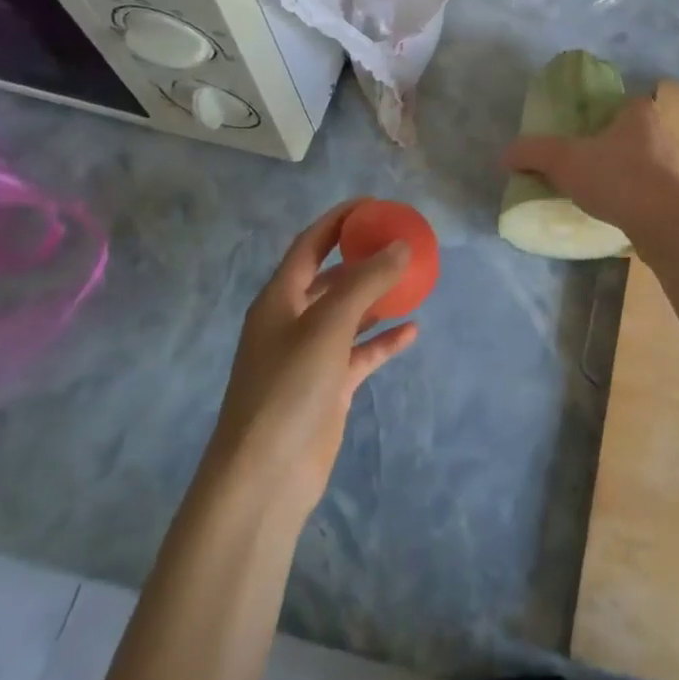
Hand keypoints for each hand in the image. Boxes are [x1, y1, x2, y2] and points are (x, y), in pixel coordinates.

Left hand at [205, 202, 418, 525]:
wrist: (265, 475)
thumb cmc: (288, 387)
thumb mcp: (328, 325)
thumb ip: (366, 282)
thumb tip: (401, 246)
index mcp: (280, 298)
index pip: (310, 244)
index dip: (339, 220)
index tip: (374, 204)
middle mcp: (292, 321)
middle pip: (331, 277)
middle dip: (363, 257)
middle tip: (400, 241)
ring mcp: (310, 356)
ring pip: (348, 315)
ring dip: (377, 298)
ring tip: (412, 279)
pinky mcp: (328, 387)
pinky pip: (360, 353)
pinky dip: (383, 341)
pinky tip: (412, 331)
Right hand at [501, 97, 678, 242]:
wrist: (665, 225)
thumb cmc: (616, 178)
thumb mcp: (563, 160)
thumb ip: (532, 152)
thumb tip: (505, 155)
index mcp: (641, 113)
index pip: (620, 103)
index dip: (600, 115)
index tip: (580, 133)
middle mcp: (665, 133)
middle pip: (632, 134)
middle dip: (610, 147)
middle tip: (584, 163)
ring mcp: (678, 167)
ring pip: (644, 164)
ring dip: (624, 175)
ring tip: (598, 192)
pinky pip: (653, 192)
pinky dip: (636, 199)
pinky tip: (617, 213)